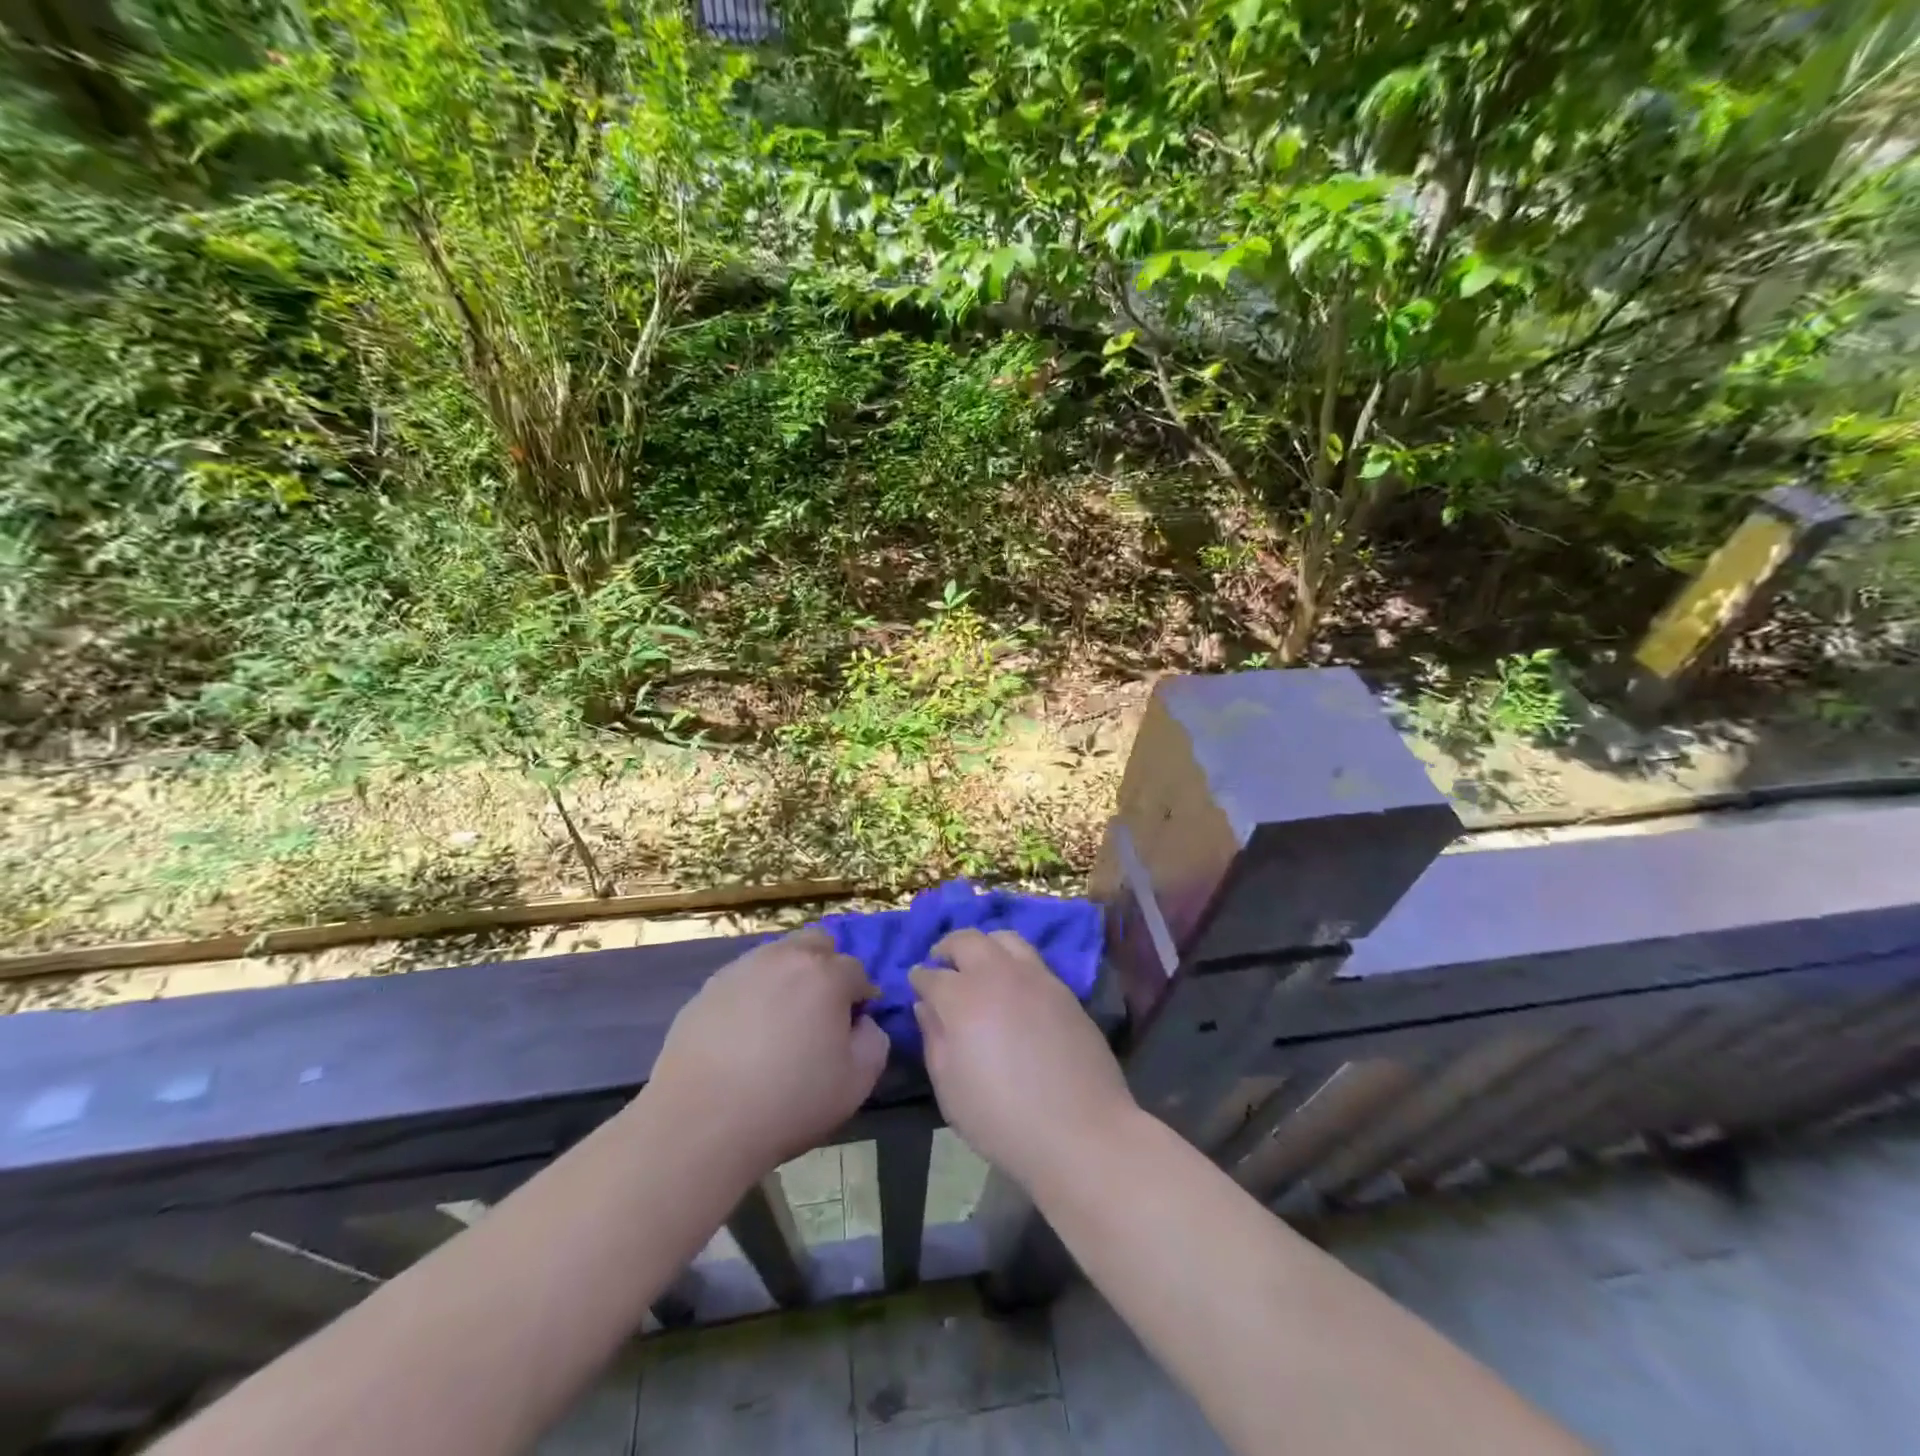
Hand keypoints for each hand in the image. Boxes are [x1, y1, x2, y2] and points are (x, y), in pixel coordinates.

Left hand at [646, 927, 889, 1181]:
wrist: (701, 1122)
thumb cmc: (789, 1102)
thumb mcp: (856, 1083)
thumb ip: (874, 1042)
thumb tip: (862, 1023)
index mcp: (826, 975)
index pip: (857, 971)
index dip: (860, 1000)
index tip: (851, 1030)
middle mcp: (785, 958)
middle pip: (817, 944)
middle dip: (826, 970)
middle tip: (818, 1014)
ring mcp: (742, 969)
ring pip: (778, 956)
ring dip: (788, 978)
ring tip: (779, 1024)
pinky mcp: (708, 988)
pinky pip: (744, 979)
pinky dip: (753, 995)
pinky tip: (744, 1035)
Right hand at [909, 929, 1134, 1190]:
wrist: (1080, 1131)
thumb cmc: (1002, 1119)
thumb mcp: (949, 1089)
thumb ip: (934, 1039)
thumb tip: (926, 1006)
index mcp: (962, 998)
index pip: (931, 975)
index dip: (919, 978)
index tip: (916, 985)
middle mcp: (997, 975)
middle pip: (967, 940)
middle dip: (947, 948)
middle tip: (941, 963)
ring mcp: (1035, 977)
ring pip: (1003, 938)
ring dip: (984, 945)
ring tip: (979, 966)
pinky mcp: (1063, 988)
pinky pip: (1031, 959)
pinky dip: (1012, 961)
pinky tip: (1012, 986)